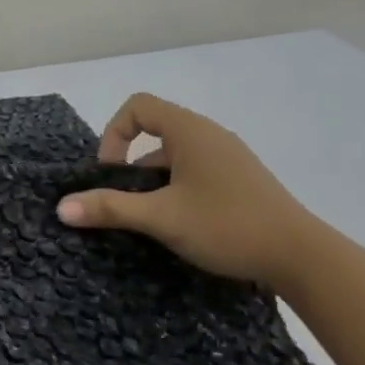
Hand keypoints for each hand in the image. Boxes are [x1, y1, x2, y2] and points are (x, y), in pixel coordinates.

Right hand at [56, 93, 323, 283]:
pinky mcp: (241, 179)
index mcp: (190, 131)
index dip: (114, 134)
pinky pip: (195, 169)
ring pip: (175, 154)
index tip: (111, 173)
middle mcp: (209, 134)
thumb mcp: (161, 218)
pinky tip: (182, 223)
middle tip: (125, 199)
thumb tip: (61, 207)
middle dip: (130, 163)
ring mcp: (229, 156)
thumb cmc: (227, 225)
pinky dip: (177, 187)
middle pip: (154, 130)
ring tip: (152, 217)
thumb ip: (110, 208)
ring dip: (153, 179)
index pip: (137, 107)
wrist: (303, 256)